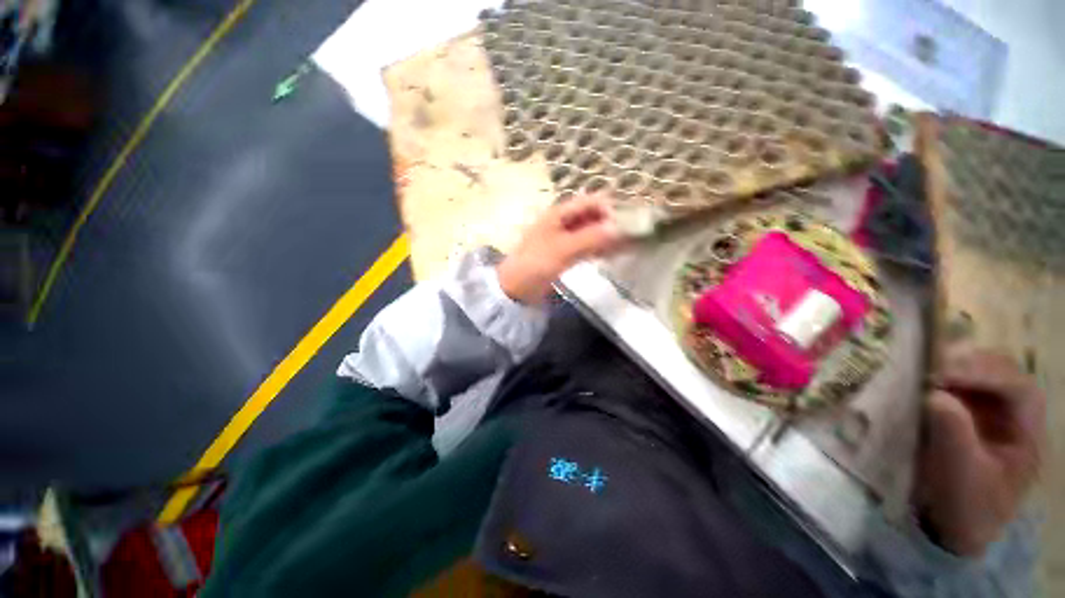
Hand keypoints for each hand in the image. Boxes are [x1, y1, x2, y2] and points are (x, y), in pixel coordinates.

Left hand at [497, 193, 623, 303]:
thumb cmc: (535, 263)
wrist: (516, 288)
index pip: (590, 203)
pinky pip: (587, 247)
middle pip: (593, 217)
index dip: (610, 208)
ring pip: (592, 233)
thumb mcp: (563, 249)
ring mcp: (565, 239)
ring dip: (608, 237)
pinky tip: (614, 255)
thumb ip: (590, 238)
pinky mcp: (566, 254)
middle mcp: (564, 222)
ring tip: (630, 246)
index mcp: (559, 214)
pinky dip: (600, 249)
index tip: (629, 221)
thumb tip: (619, 228)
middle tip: (633, 236)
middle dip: (612, 223)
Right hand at [917, 347, 1045, 555]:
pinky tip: (918, 378)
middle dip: (965, 363)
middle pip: (998, 369)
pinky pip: (955, 381)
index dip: (984, 374)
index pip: (1017, 388)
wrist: (954, 524)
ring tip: (919, 369)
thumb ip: (954, 436)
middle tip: (927, 366)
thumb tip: (933, 394)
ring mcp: (989, 408)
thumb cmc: (966, 506)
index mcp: (1026, 432)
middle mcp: (1013, 412)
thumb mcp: (962, 478)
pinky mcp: (965, 409)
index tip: (941, 373)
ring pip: (976, 369)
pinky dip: (936, 374)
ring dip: (949, 365)